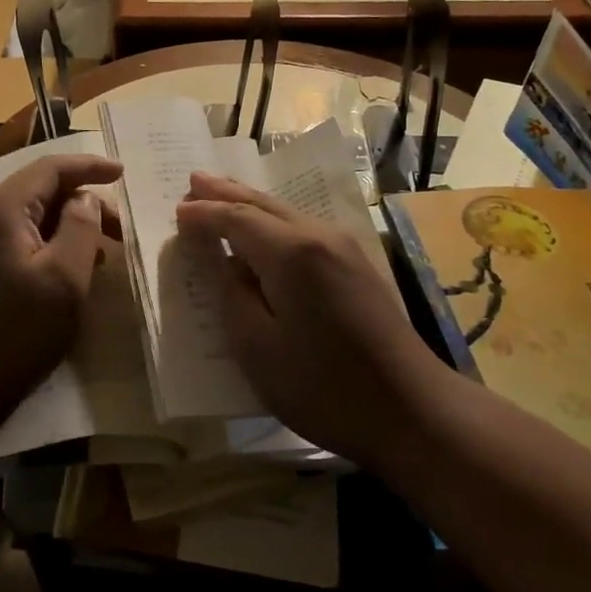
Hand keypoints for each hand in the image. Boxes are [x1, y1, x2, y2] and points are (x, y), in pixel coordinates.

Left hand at [0, 154, 123, 421]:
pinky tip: (71, 266)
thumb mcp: (64, 278)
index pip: (50, 167)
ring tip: (103, 251)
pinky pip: (18, 235)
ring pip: (30, 213)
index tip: (123, 174)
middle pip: (40, 189)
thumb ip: (81, 227)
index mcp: (1, 208)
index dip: (89, 166)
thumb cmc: (17, 331)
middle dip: (83, 201)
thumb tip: (85, 199)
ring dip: (68, 224)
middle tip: (121, 230)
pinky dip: (49, 241)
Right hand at [175, 172, 438, 466]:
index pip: (236, 219)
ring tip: (221, 192)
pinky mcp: (357, 266)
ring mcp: (344, 248)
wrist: (414, 412)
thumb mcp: (257, 348)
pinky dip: (273, 221)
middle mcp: (319, 236)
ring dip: (250, 203)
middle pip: (264, 204)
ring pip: (286, 213)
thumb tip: (231, 264)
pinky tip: (263, 227)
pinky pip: (302, 228)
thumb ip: (234, 296)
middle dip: (226, 192)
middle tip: (194, 179)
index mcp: (291, 253)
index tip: (177, 210)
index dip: (204, 214)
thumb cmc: (324, 386)